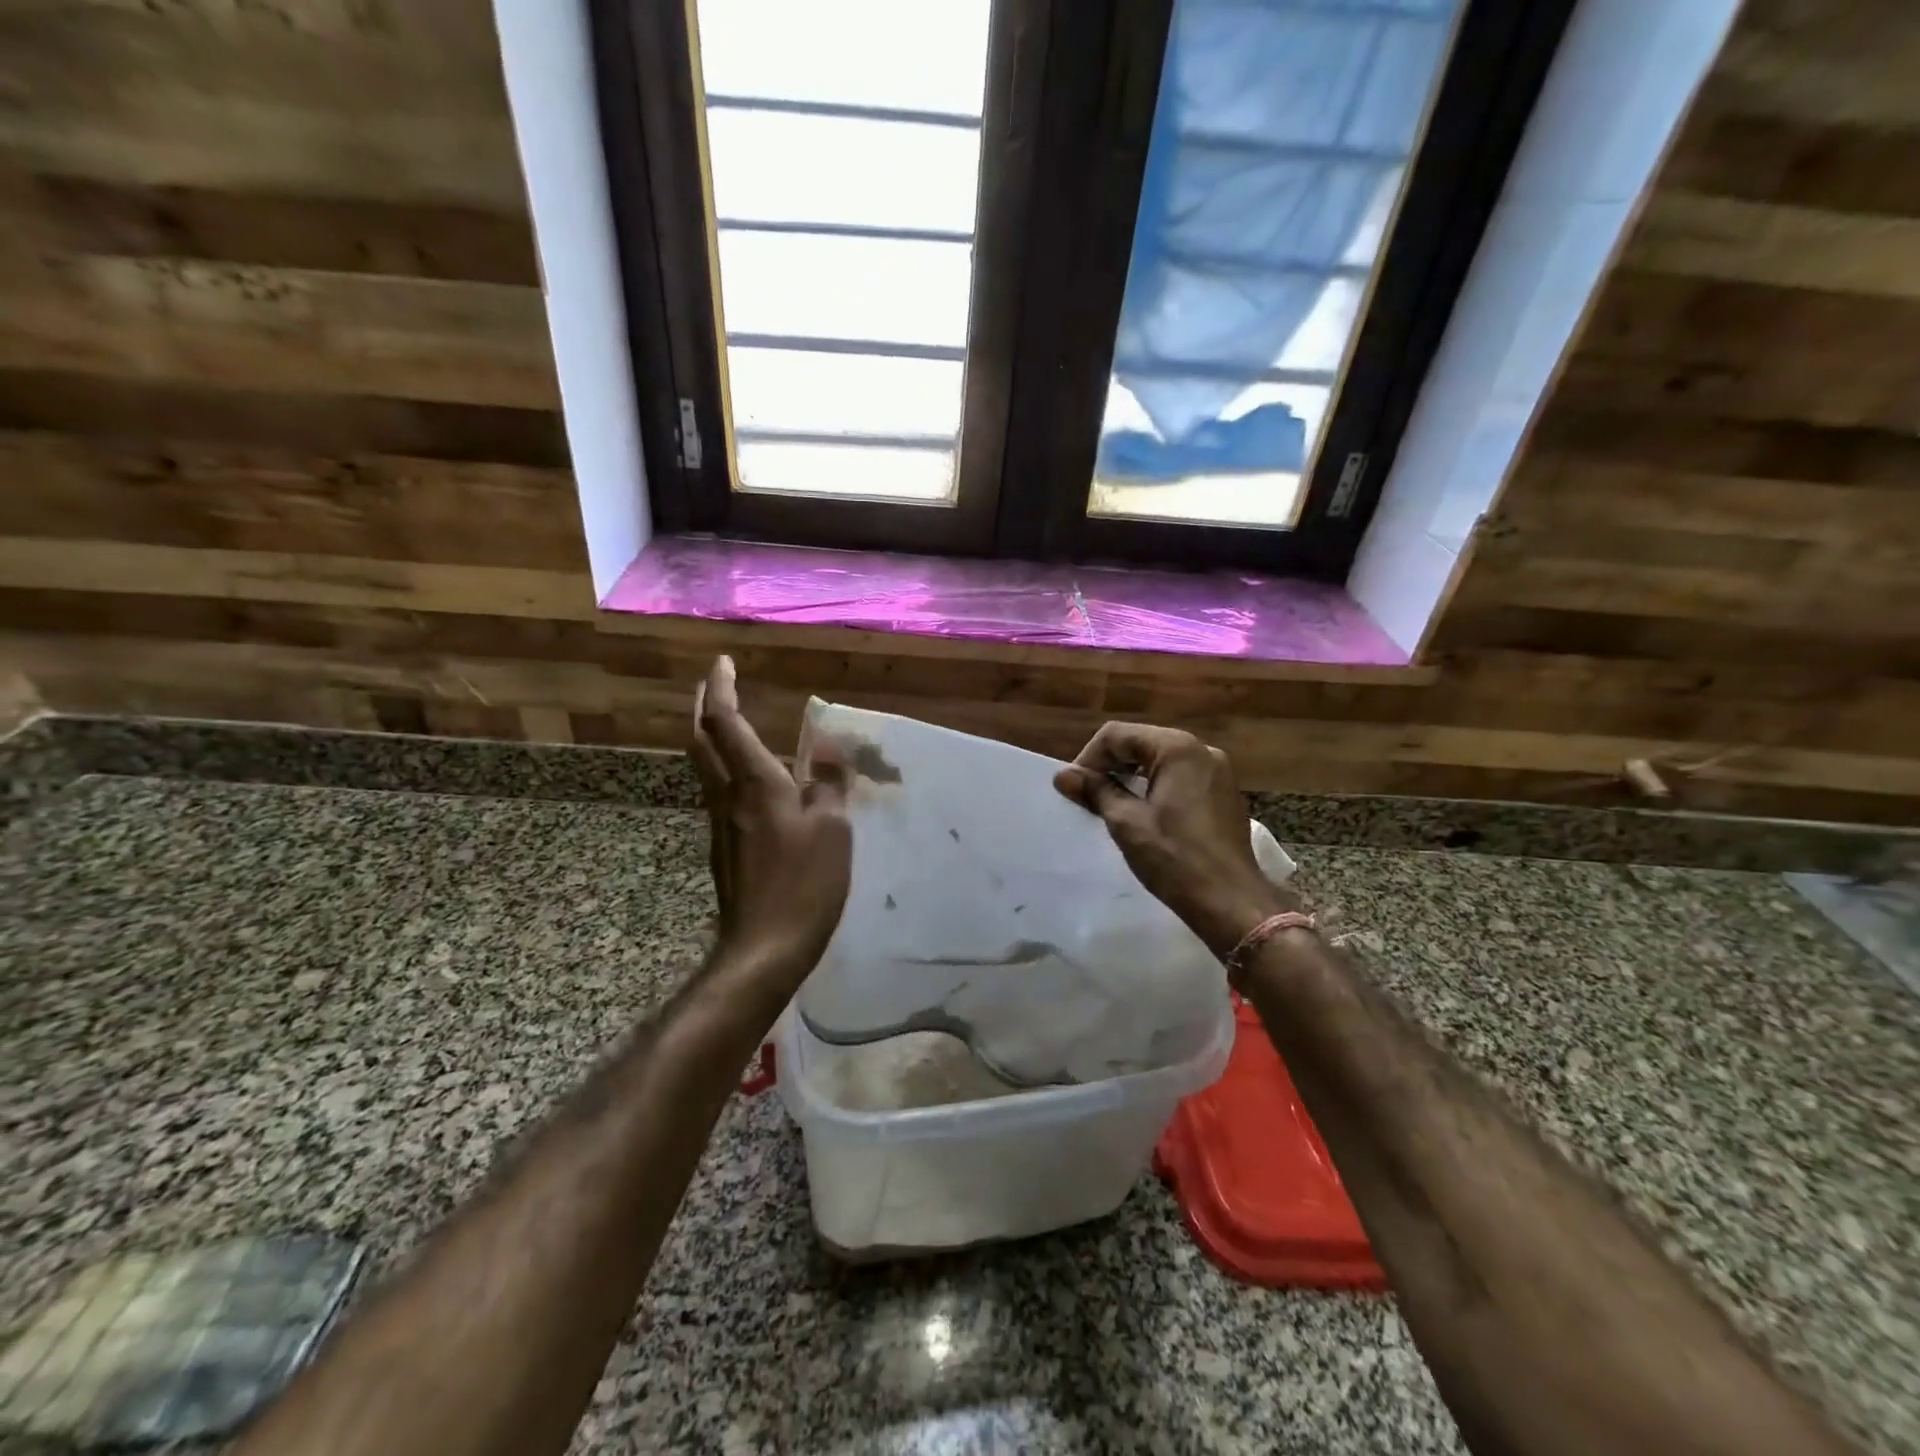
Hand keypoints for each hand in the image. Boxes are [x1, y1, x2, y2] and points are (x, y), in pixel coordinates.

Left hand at [691, 656, 851, 985]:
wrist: (764, 948)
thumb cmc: (804, 883)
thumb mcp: (833, 829)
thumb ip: (830, 786)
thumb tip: (830, 759)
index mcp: (755, 784)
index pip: (726, 723)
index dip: (721, 689)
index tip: (723, 663)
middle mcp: (727, 797)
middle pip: (702, 741)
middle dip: (705, 706)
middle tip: (715, 683)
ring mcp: (721, 825)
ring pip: (706, 768)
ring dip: (711, 737)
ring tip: (728, 723)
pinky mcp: (725, 850)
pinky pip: (720, 794)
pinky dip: (727, 770)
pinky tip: (750, 782)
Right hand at [1054, 723, 1290, 957]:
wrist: (1230, 901)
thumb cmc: (1174, 858)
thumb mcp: (1126, 822)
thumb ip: (1095, 791)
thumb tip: (1063, 775)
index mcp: (1177, 748)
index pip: (1118, 735)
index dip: (1089, 758)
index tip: (1073, 788)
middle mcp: (1201, 750)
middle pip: (1141, 743)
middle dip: (1110, 765)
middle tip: (1086, 795)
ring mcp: (1218, 771)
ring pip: (1161, 760)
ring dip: (1131, 776)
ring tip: (1109, 804)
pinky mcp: (1223, 794)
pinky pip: (1180, 777)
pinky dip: (1155, 786)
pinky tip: (1143, 813)